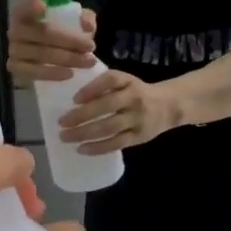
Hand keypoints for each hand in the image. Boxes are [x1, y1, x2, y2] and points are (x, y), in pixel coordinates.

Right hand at [6, 0, 95, 84]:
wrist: (49, 57)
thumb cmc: (60, 33)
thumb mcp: (73, 21)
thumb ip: (84, 18)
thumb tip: (87, 26)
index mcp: (25, 13)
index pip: (24, 8)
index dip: (31, 7)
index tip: (44, 7)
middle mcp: (15, 30)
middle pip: (42, 34)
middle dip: (70, 41)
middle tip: (91, 46)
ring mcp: (13, 50)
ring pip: (41, 54)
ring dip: (67, 58)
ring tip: (88, 62)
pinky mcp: (16, 68)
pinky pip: (34, 72)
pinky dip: (53, 73)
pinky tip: (70, 74)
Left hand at [59, 70, 180, 154]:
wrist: (169, 106)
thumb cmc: (137, 92)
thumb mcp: (125, 82)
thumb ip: (104, 86)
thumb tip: (74, 98)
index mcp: (129, 82)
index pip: (110, 81)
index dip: (92, 89)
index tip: (74, 99)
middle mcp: (134, 99)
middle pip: (106, 106)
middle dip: (81, 115)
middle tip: (61, 122)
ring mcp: (137, 119)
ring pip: (109, 127)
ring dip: (85, 133)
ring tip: (65, 137)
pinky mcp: (138, 137)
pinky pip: (116, 143)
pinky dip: (98, 147)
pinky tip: (82, 149)